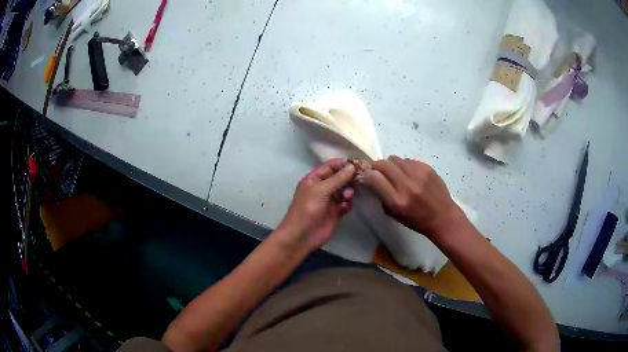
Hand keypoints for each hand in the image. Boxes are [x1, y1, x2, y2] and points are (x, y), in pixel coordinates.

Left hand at [277, 159, 355, 251]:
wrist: (302, 236)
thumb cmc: (307, 209)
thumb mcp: (321, 190)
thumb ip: (338, 178)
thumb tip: (352, 166)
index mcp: (314, 179)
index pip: (331, 166)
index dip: (343, 164)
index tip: (358, 164)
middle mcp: (323, 187)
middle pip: (340, 177)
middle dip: (349, 177)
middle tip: (361, 177)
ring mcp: (329, 200)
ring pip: (344, 190)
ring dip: (349, 191)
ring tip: (348, 196)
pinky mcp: (335, 212)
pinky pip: (346, 203)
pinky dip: (347, 204)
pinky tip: (345, 207)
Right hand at [361, 156, 464, 239]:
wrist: (443, 217)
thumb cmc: (416, 220)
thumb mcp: (395, 214)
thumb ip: (382, 196)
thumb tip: (371, 179)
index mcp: (397, 201)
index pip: (374, 178)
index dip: (367, 174)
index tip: (366, 175)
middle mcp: (407, 185)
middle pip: (384, 164)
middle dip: (376, 165)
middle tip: (377, 170)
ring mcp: (419, 174)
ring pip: (395, 159)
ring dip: (391, 165)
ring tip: (395, 173)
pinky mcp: (427, 168)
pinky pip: (408, 160)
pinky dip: (404, 165)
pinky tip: (409, 174)